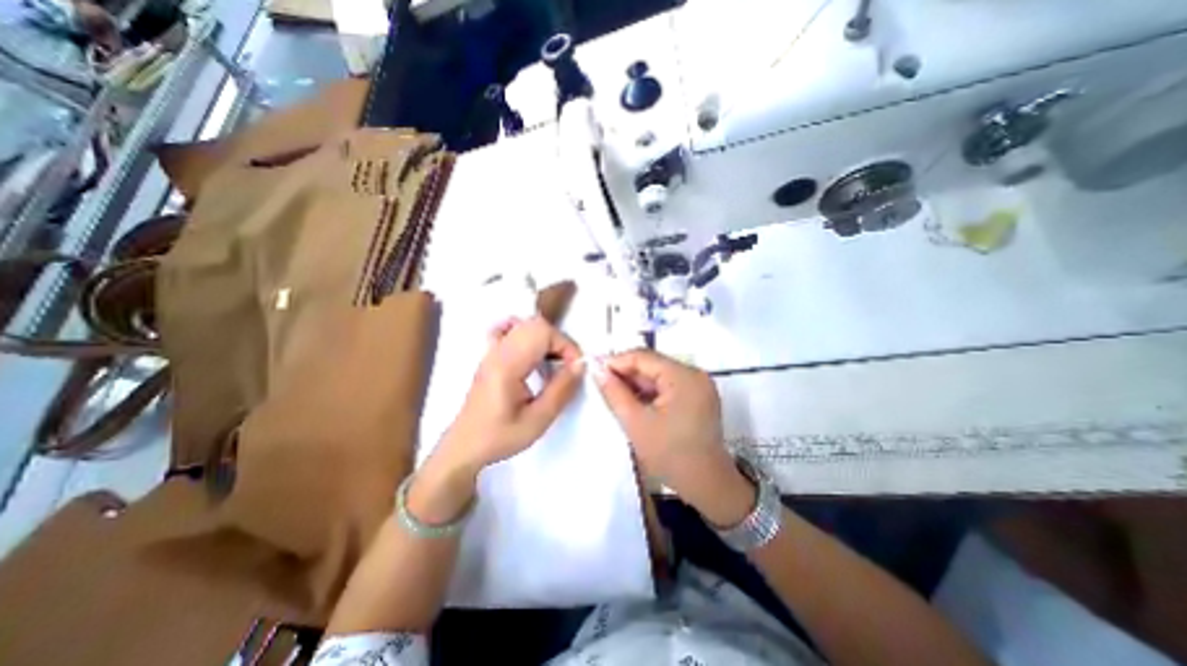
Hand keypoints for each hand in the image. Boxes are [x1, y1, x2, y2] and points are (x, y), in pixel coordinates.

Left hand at [435, 315, 582, 476]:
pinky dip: (526, 334)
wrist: (464, 446)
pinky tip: (532, 352)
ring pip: (524, 325)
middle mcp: (498, 351)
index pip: (542, 333)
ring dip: (546, 339)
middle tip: (567, 367)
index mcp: (507, 365)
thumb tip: (580, 365)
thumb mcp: (537, 420)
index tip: (575, 368)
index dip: (565, 345)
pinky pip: (509, 330)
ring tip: (553, 363)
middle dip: (558, 341)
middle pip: (535, 324)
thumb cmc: (500, 437)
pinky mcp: (490, 355)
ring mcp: (492, 350)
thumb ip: (561, 390)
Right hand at [595, 346, 748, 521]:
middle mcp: (695, 374)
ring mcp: (698, 385)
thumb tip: (596, 369)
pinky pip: (668, 386)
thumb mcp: (636, 423)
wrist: (707, 486)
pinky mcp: (698, 396)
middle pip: (652, 364)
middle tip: (602, 385)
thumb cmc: (670, 455)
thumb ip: (614, 392)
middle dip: (626, 374)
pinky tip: (634, 403)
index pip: (643, 356)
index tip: (594, 371)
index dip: (616, 361)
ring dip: (636, 384)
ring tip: (615, 395)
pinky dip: (649, 392)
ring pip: (658, 375)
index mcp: (684, 376)